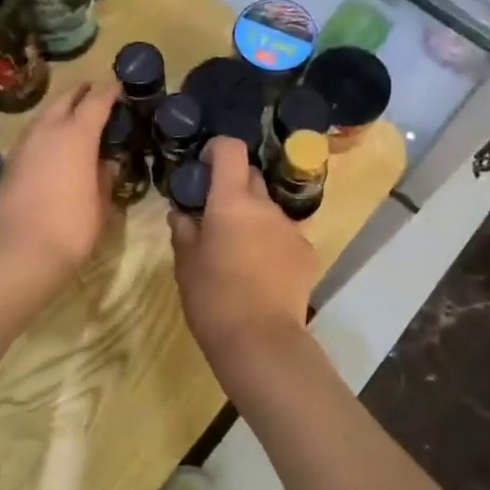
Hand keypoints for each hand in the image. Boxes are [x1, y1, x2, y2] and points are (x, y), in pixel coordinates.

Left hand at [0, 81, 118, 291]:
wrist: (18, 250)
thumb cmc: (71, 227)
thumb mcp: (100, 203)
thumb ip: (105, 176)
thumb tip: (107, 163)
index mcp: (77, 134)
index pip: (97, 100)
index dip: (110, 91)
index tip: (120, 86)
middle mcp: (49, 129)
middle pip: (66, 97)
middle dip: (83, 91)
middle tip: (98, 94)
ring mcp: (25, 143)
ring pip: (46, 113)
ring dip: (62, 109)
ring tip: (77, 118)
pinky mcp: (10, 161)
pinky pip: (33, 133)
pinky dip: (47, 130)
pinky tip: (55, 144)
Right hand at [170, 137, 317, 369]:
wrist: (261, 341)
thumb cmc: (212, 300)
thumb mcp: (186, 265)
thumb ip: (184, 232)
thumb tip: (181, 214)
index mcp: (231, 202)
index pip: (230, 150)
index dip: (217, 149)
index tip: (204, 165)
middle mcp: (265, 206)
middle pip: (251, 177)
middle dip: (233, 186)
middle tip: (215, 213)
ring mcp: (291, 228)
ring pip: (268, 209)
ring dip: (253, 217)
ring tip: (239, 250)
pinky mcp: (307, 252)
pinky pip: (285, 234)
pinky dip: (272, 241)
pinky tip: (262, 271)